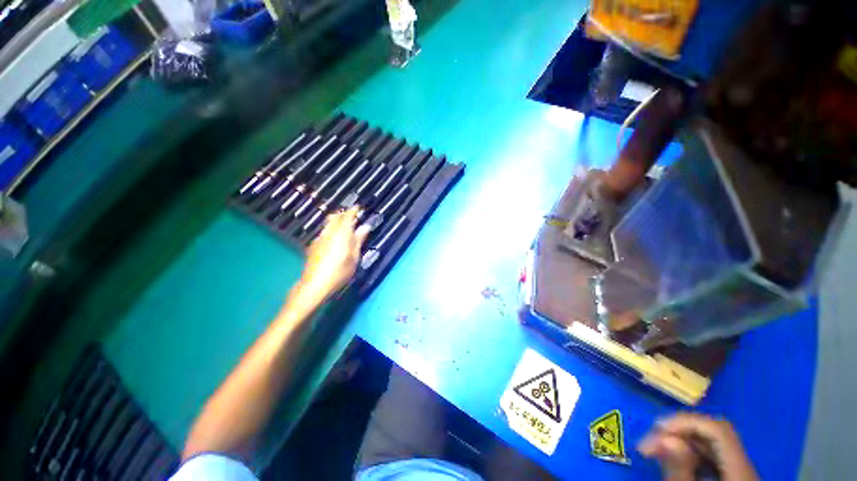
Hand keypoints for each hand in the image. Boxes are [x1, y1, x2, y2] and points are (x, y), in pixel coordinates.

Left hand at [296, 207, 369, 302]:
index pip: (346, 217)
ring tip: (346, 228)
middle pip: (334, 217)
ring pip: (328, 224)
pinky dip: (332, 230)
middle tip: (353, 217)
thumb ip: (358, 240)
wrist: (314, 285)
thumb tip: (365, 227)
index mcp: (340, 234)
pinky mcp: (313, 246)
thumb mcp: (354, 257)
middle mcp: (328, 233)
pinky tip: (336, 239)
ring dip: (337, 222)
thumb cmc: (339, 272)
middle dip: (343, 214)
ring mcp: (319, 239)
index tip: (358, 208)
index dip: (352, 210)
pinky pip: (324, 232)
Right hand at [638, 413, 757, 480]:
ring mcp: (740, 472)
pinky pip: (710, 457)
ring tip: (654, 452)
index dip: (685, 422)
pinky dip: (688, 454)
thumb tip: (665, 436)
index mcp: (741, 471)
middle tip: (649, 444)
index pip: (717, 430)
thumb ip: (680, 469)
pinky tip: (673, 462)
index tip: (654, 428)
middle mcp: (745, 467)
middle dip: (677, 432)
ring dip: (679, 442)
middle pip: (712, 434)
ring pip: (709, 445)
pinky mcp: (731, 477)